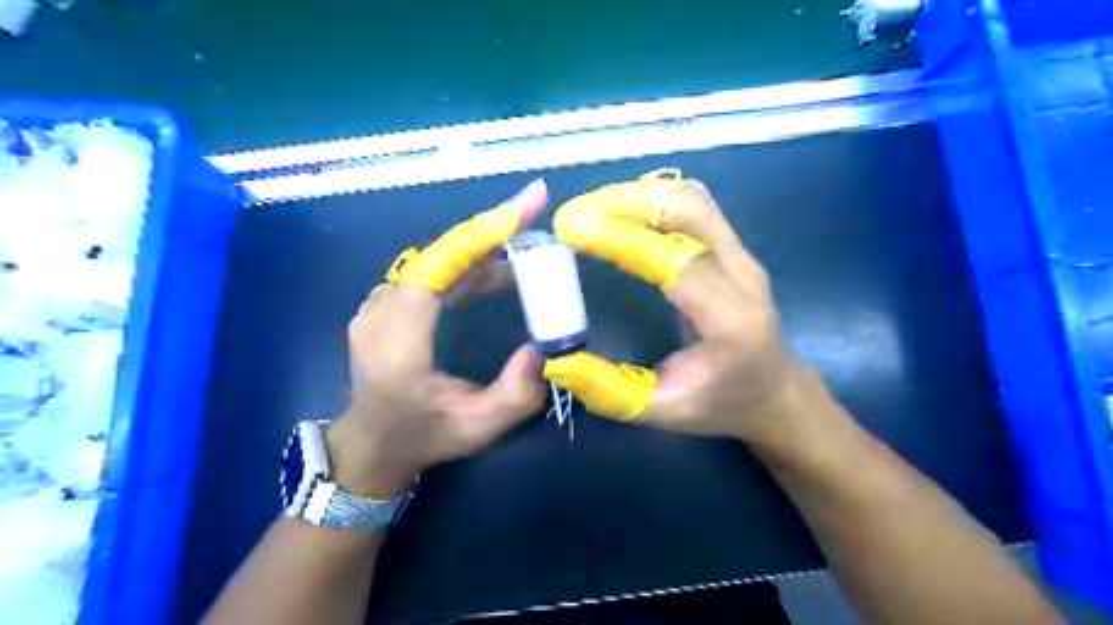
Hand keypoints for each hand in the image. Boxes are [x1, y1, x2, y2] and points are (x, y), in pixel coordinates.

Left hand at [326, 180, 548, 497]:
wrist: (371, 444)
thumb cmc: (423, 437)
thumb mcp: (478, 428)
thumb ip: (516, 394)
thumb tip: (542, 348)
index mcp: (399, 339)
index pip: (440, 267)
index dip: (483, 234)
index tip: (526, 207)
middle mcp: (382, 310)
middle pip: (442, 253)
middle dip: (494, 232)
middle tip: (538, 218)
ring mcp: (378, 302)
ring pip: (437, 259)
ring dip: (484, 253)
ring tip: (526, 264)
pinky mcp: (385, 302)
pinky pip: (429, 270)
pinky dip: (466, 265)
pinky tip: (495, 277)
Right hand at [547, 170, 810, 444]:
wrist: (774, 392)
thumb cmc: (720, 405)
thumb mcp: (662, 413)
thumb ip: (609, 391)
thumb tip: (557, 360)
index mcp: (731, 322)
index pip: (677, 262)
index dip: (623, 238)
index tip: (571, 228)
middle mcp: (744, 276)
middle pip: (690, 211)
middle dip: (627, 204)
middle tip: (575, 216)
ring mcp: (742, 255)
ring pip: (693, 199)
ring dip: (639, 197)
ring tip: (592, 211)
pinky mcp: (734, 247)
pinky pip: (695, 205)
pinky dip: (655, 199)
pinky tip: (624, 214)